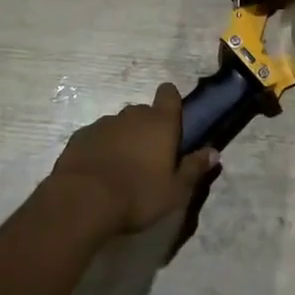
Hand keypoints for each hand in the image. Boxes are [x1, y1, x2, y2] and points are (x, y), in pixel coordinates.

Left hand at [48, 83, 219, 234]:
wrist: (83, 201)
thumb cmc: (138, 195)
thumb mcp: (175, 191)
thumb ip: (194, 168)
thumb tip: (214, 152)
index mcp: (160, 122)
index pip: (169, 94)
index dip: (171, 102)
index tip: (173, 120)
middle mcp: (133, 115)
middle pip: (144, 112)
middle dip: (148, 129)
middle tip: (149, 158)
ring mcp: (104, 123)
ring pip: (120, 125)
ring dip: (124, 139)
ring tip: (122, 169)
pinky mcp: (80, 136)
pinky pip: (97, 137)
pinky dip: (101, 148)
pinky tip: (99, 172)